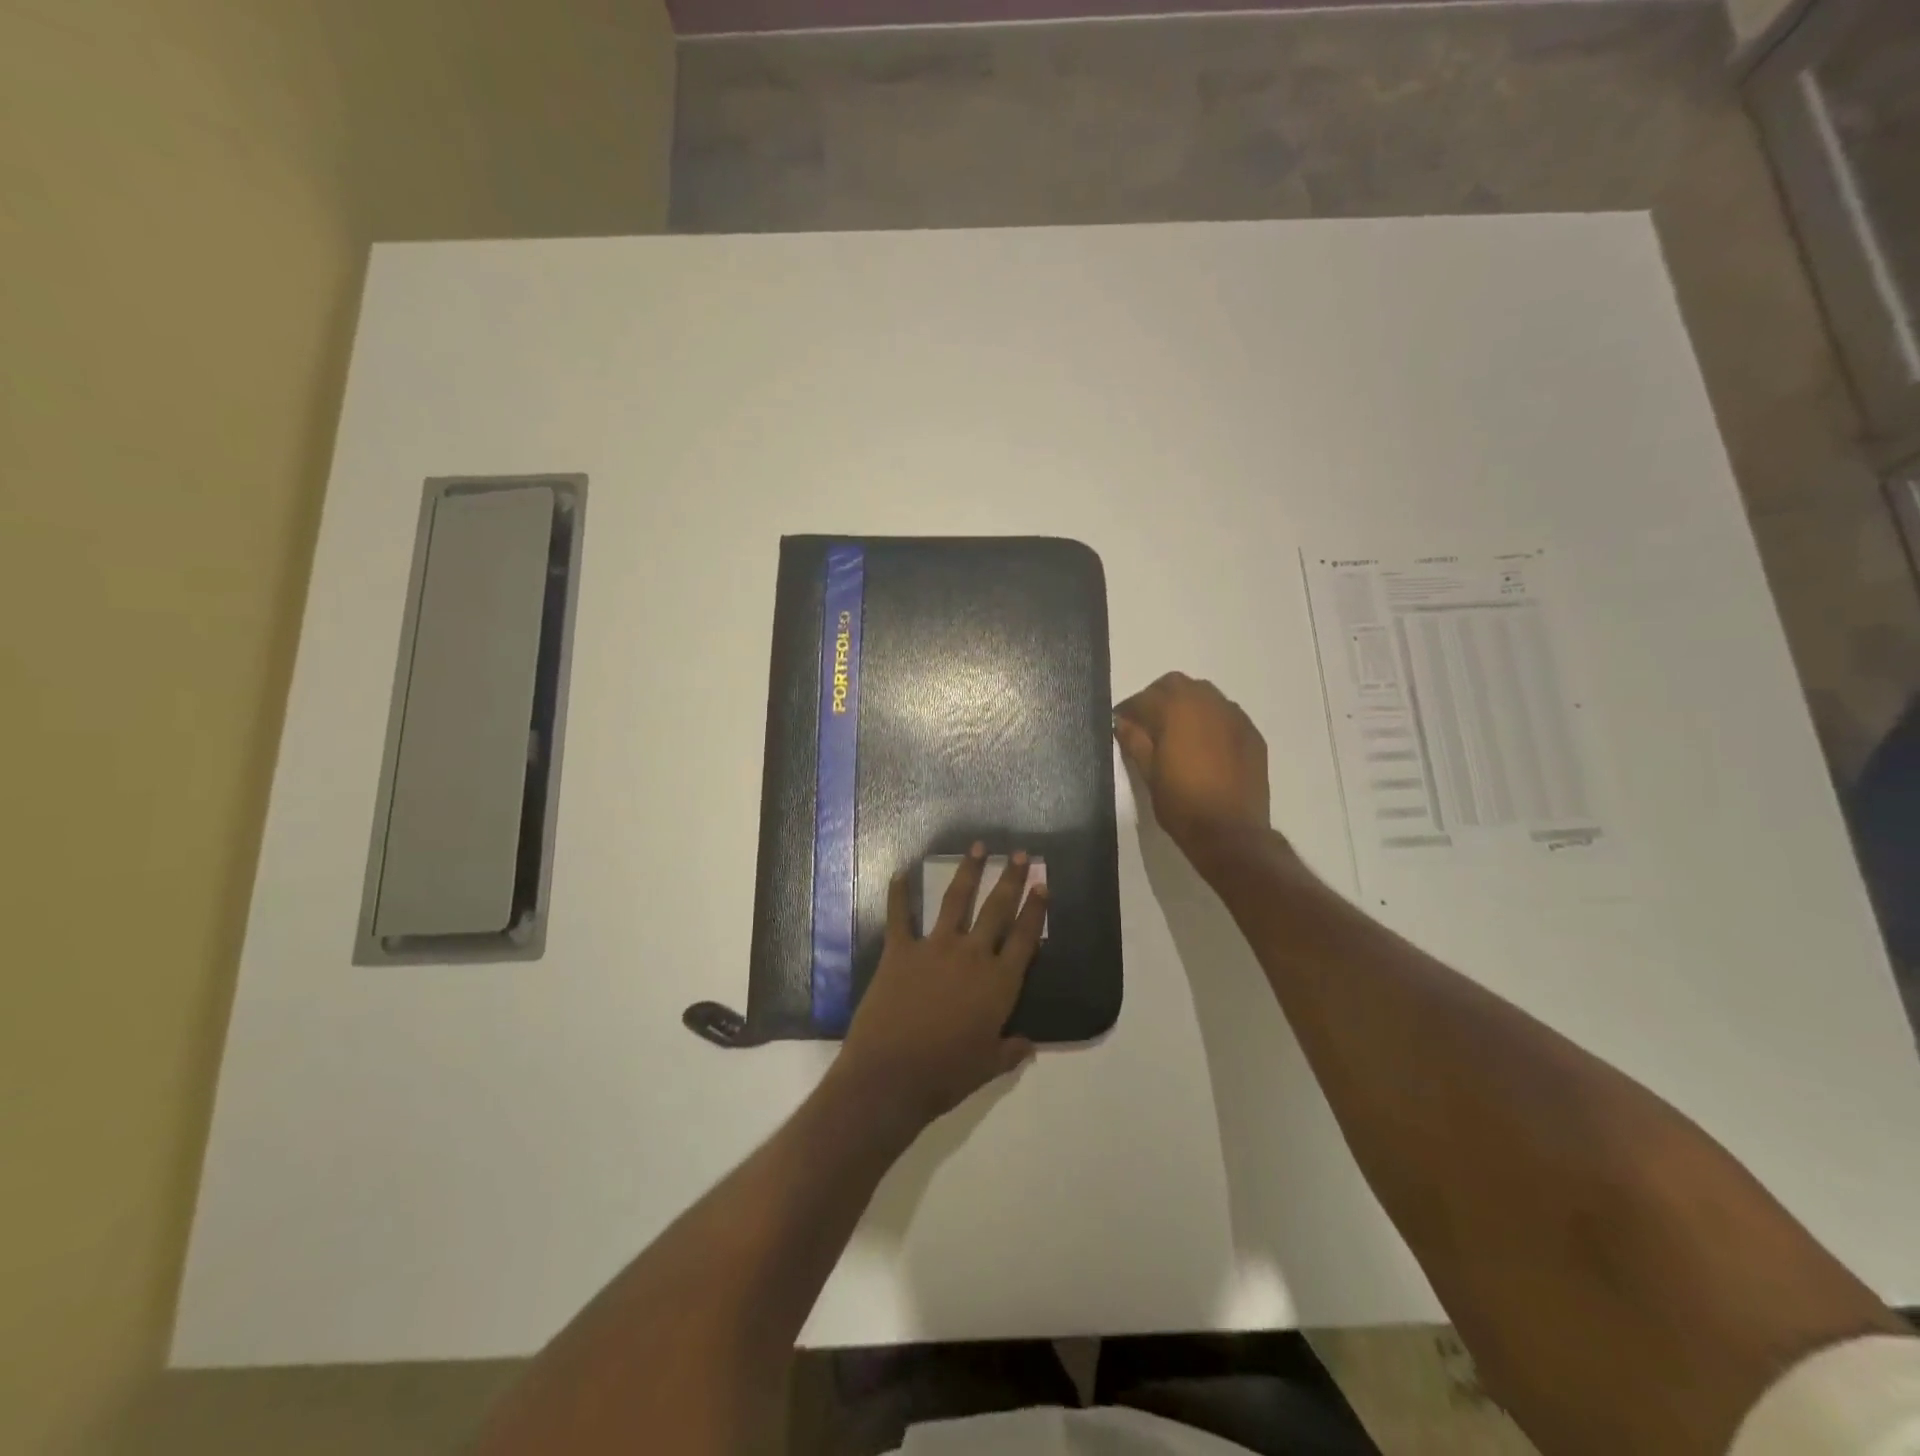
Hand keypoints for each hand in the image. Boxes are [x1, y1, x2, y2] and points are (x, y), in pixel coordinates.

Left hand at [833, 845, 1045, 1132]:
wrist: (891, 1075)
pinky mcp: (900, 951)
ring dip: (968, 870)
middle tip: (1019, 853)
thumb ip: (1011, 1051)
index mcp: (999, 983)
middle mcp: (972, 955)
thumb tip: (1029, 1045)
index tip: (1042, 884)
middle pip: (997, 909)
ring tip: (977, 846)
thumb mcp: (988, 1067)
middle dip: (1010, 878)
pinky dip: (898, 894)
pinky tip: (899, 873)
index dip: (1035, 910)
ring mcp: (935, 948)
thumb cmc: (946, 1075)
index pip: (1025, 938)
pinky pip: (899, 916)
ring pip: (956, 900)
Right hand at [1114, 672, 1271, 867]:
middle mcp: (1208, 702)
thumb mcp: (1148, 773)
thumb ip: (1134, 740)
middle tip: (1147, 724)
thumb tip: (1122, 722)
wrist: (1231, 832)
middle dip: (1158, 698)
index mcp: (1177, 709)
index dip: (1128, 710)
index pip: (1144, 698)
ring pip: (1205, 696)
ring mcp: (1235, 716)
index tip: (1120, 723)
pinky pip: (1225, 715)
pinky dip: (1210, 721)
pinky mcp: (1252, 734)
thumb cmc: (1181, 802)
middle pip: (1176, 685)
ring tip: (1177, 733)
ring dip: (1186, 706)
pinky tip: (1204, 746)